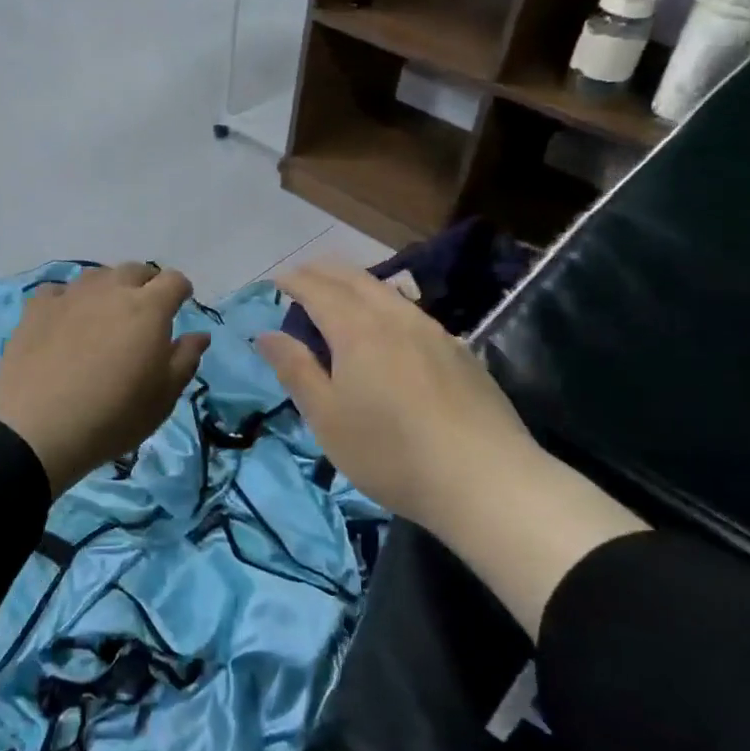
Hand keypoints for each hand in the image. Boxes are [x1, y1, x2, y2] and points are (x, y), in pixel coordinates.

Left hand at [0, 263, 210, 497]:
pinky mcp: (37, 308)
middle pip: (135, 270)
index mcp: (149, 308)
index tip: (180, 306)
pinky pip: (60, 291)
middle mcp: (111, 290)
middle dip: (146, 285)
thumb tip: (199, 335)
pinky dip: (69, 300)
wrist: (38, 427)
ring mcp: (71, 295)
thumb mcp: (163, 397)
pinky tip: (66, 321)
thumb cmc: (114, 415)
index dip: (181, 291)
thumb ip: (185, 359)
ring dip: (108, 288)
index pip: (173, 281)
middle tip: (144, 312)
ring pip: (97, 276)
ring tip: (105, 314)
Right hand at [256, 259, 537, 538]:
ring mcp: (434, 331)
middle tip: (303, 276)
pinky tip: (390, 326)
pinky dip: (386, 304)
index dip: (294, 281)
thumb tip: (265, 334)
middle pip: (355, 279)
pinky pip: (412, 312)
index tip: (276, 281)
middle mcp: (396, 318)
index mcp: (357, 330)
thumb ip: (296, 370)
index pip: (318, 290)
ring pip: (388, 292)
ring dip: (357, 284)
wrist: (483, 478)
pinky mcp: (460, 351)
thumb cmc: (390, 452)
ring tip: (341, 294)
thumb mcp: (327, 418)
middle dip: (324, 272)